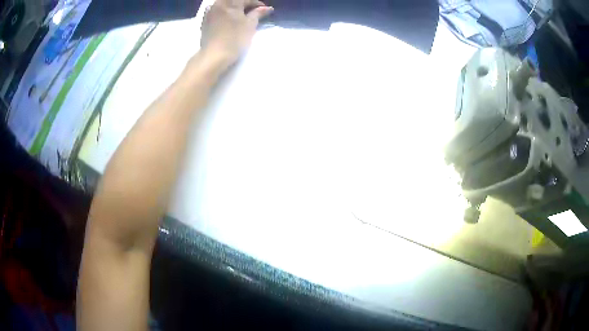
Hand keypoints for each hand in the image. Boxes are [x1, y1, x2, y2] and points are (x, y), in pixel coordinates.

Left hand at [201, 0, 273, 65]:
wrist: (214, 56)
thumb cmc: (235, 39)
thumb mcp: (250, 25)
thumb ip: (258, 13)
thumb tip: (267, 8)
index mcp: (230, 2)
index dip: (258, 4)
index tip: (265, 11)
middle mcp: (218, 4)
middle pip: (234, 1)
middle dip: (245, 5)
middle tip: (253, 12)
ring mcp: (209, 12)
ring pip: (224, 5)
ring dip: (234, 8)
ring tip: (241, 16)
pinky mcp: (204, 21)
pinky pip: (216, 11)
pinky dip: (224, 13)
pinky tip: (228, 19)